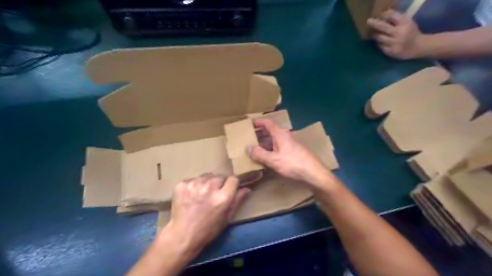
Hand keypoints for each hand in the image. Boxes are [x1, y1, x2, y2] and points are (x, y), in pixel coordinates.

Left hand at [166, 174, 250, 254]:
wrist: (182, 235)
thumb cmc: (208, 230)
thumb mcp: (226, 218)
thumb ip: (237, 200)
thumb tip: (247, 188)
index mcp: (223, 197)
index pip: (233, 179)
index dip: (232, 184)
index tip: (229, 189)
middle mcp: (210, 188)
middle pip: (220, 176)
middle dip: (219, 183)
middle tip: (214, 193)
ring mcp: (195, 185)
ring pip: (206, 176)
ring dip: (206, 182)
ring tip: (202, 194)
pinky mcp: (182, 185)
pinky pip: (193, 179)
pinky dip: (194, 185)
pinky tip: (191, 195)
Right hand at [251, 120, 334, 190]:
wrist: (314, 173)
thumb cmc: (293, 163)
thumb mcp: (273, 159)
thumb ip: (259, 154)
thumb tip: (248, 148)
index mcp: (280, 134)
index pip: (268, 123)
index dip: (259, 122)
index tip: (250, 124)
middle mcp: (285, 137)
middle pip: (271, 132)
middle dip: (260, 134)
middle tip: (249, 138)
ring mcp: (290, 145)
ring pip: (275, 141)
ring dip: (265, 143)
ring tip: (255, 149)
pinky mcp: (293, 153)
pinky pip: (279, 148)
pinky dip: (271, 150)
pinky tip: (267, 159)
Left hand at [369, 10, 427, 58]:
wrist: (417, 47)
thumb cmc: (410, 33)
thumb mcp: (407, 22)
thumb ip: (397, 19)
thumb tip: (384, 13)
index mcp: (405, 23)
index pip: (392, 16)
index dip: (384, 14)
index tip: (379, 14)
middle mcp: (400, 32)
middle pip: (383, 27)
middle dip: (375, 23)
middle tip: (368, 21)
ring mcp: (395, 43)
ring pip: (380, 38)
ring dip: (375, 35)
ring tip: (372, 33)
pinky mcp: (390, 51)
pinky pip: (380, 46)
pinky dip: (379, 43)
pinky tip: (379, 42)